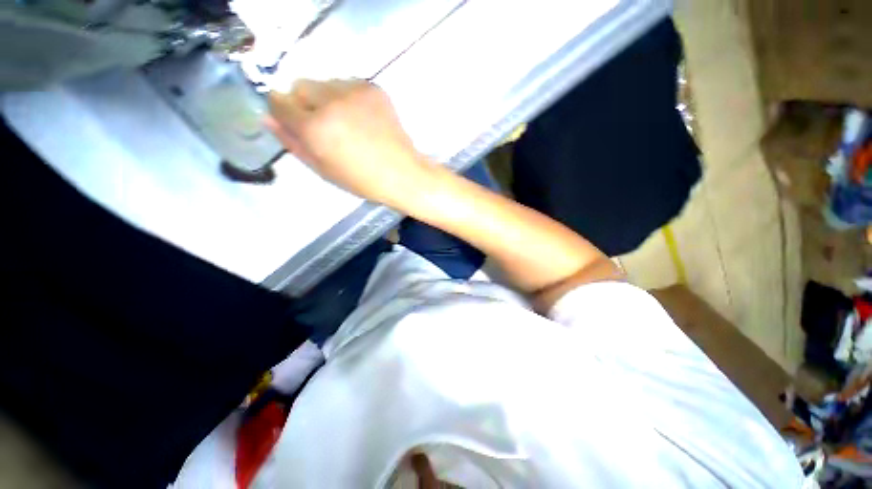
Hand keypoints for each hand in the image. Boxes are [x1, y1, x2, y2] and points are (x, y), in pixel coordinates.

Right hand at [266, 79, 432, 206]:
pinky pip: (347, 85)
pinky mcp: (373, 88)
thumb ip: (292, 143)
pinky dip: (348, 98)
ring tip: (348, 125)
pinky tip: (363, 119)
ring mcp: (354, 91)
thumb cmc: (363, 180)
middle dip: (305, 104)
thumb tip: (267, 118)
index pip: (278, 102)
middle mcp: (331, 102)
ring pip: (324, 84)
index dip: (283, 112)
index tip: (295, 123)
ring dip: (327, 100)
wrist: (403, 173)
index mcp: (315, 128)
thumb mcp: (323, 170)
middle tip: (326, 128)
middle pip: (299, 86)